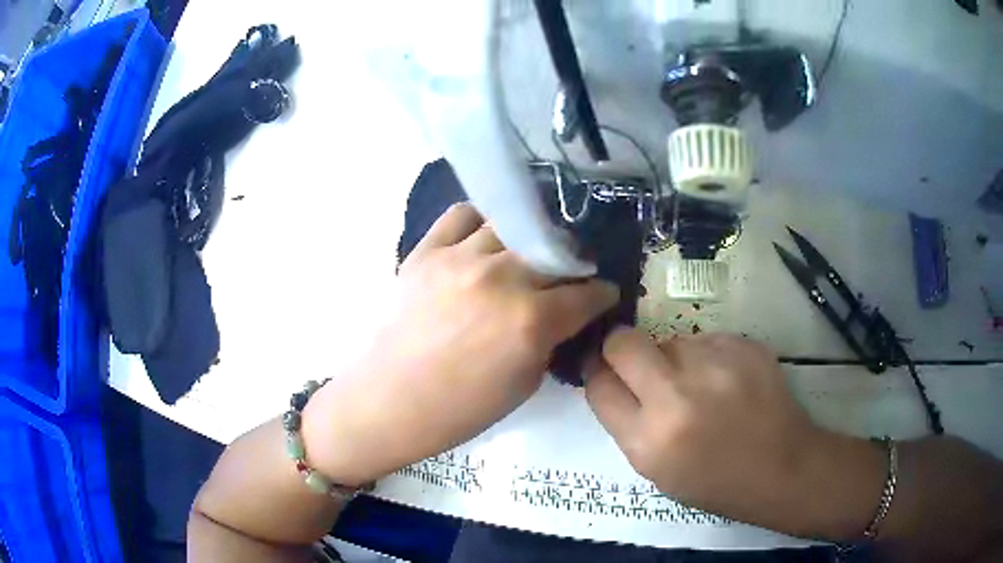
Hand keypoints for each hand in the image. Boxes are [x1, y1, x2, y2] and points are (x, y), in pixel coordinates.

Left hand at [304, 203, 618, 484]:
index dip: (602, 294)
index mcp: (530, 320)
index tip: (603, 294)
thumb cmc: (460, 409)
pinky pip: (461, 215)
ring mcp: (460, 258)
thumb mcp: (524, 384)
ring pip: (512, 225)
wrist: (390, 400)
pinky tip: (484, 238)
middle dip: (569, 264)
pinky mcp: (426, 251)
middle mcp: (501, 278)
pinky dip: (480, 221)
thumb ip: (549, 341)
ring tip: (525, 253)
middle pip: (554, 252)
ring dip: (528, 240)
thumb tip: (561, 316)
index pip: (586, 293)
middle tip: (566, 275)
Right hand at [585, 329, 884, 537]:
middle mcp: (677, 397)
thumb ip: (628, 422)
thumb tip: (611, 376)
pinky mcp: (744, 344)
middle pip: (623, 343)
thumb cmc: (716, 481)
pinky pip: (706, 339)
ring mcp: (715, 365)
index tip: (604, 369)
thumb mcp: (657, 470)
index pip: (599, 385)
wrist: (782, 467)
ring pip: (670, 339)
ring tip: (701, 386)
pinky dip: (707, 356)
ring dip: (674, 358)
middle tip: (641, 364)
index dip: (596, 373)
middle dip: (622, 349)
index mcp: (649, 440)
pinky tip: (727, 381)